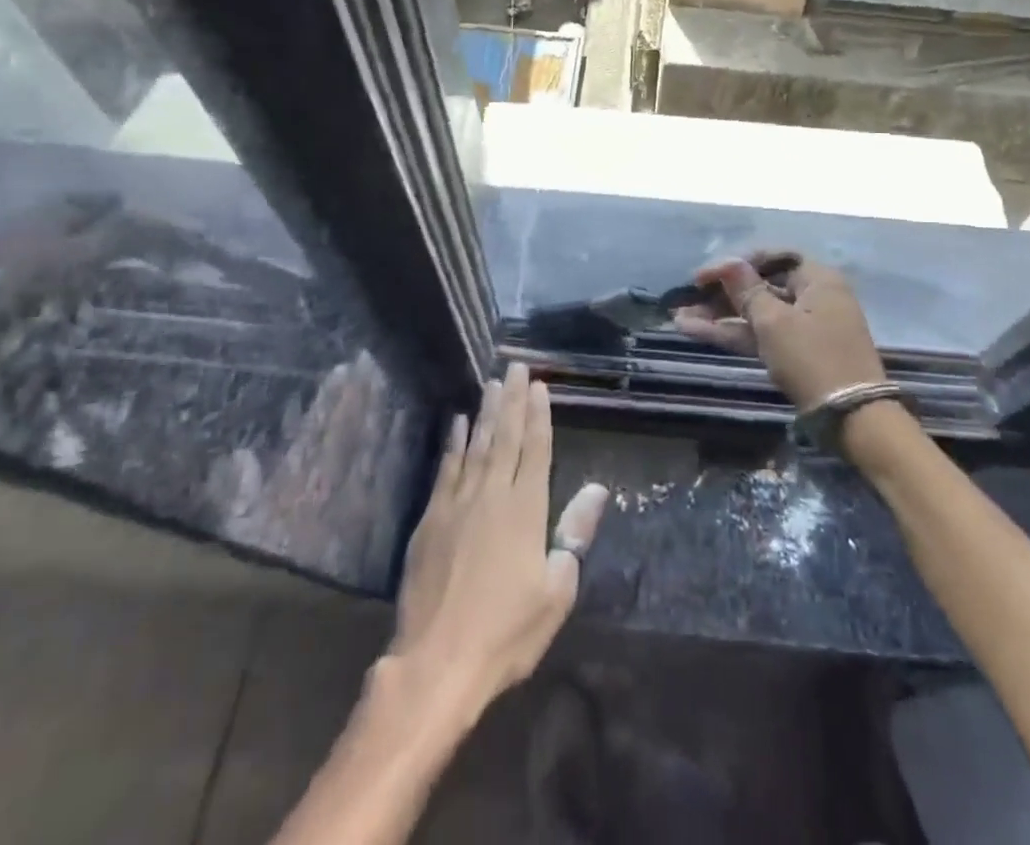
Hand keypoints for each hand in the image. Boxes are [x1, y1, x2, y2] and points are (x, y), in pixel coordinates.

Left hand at [391, 363, 607, 713]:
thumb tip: (599, 488)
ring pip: (476, 445)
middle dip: (513, 400)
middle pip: (506, 437)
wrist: (436, 663)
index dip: (539, 416)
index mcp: (526, 510)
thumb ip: (575, 534)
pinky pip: (446, 468)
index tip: (540, 386)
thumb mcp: (556, 591)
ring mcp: (458, 504)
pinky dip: (453, 443)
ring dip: (485, 412)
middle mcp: (492, 495)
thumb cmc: (506, 632)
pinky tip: (457, 422)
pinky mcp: (431, 519)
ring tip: (492, 383)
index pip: (536, 449)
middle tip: (516, 366)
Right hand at [673, 251, 885, 410]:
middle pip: (761, 286)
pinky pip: (762, 334)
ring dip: (720, 316)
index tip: (703, 277)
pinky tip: (697, 332)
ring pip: (756, 314)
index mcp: (817, 279)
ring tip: (680, 318)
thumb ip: (747, 290)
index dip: (735, 263)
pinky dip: (734, 333)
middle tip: (686, 299)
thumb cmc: (813, 359)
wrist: (852, 419)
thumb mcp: (774, 322)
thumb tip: (729, 262)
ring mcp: (805, 327)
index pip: (771, 258)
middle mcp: (812, 297)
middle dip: (721, 294)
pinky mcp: (796, 353)